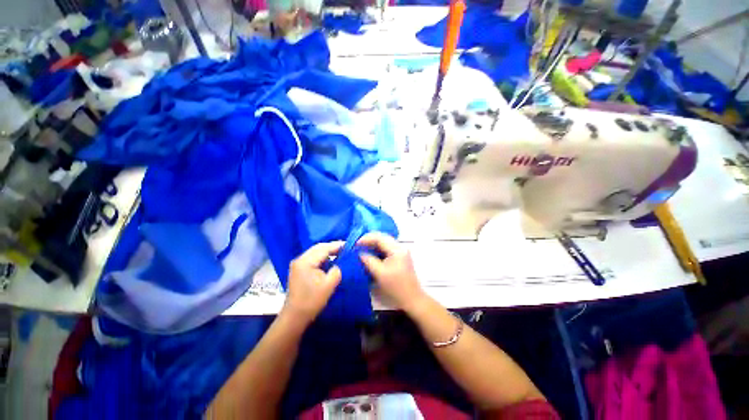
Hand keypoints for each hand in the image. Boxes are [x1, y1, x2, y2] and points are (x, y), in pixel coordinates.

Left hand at [283, 241, 342, 324]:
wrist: (294, 317)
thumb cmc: (312, 301)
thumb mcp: (329, 284)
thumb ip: (337, 270)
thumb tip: (340, 263)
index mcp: (306, 261)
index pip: (324, 248)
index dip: (338, 245)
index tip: (350, 245)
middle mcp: (300, 259)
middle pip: (319, 248)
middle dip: (333, 247)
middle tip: (346, 249)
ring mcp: (298, 264)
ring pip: (316, 252)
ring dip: (328, 252)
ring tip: (341, 254)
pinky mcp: (299, 270)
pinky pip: (313, 259)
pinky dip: (323, 258)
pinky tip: (331, 262)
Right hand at [358, 232, 426, 311]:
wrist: (412, 299)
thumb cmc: (396, 287)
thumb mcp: (380, 274)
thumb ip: (368, 260)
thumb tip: (359, 253)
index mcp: (397, 249)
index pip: (379, 237)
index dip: (366, 238)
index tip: (355, 244)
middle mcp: (400, 247)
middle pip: (382, 238)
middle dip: (369, 240)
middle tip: (356, 245)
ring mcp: (401, 252)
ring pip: (384, 243)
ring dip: (372, 244)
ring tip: (361, 249)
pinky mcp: (400, 257)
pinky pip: (386, 249)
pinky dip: (377, 250)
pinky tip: (370, 254)